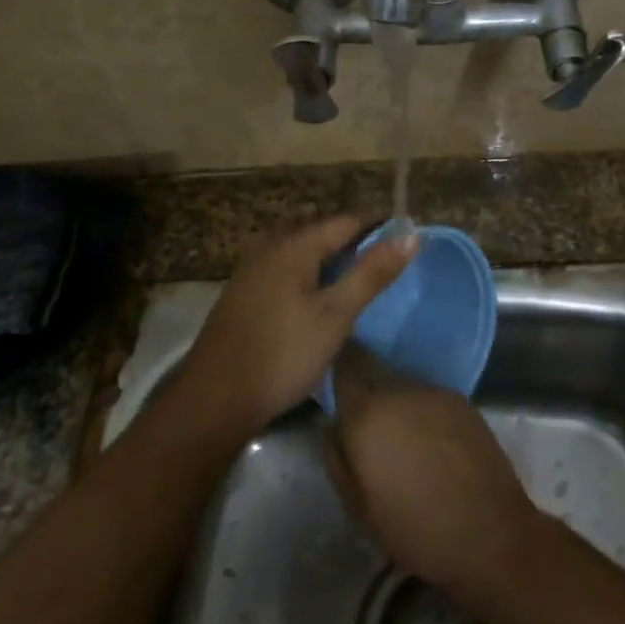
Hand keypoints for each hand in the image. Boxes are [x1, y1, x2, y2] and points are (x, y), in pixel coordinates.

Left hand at [182, 216, 415, 434]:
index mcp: (294, 245)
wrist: (213, 402)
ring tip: (360, 284)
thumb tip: (411, 234)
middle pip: (323, 234)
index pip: (347, 221)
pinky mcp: (242, 294)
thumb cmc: (282, 354)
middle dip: (355, 244)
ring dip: (332, 263)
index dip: (379, 229)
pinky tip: (319, 302)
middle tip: (387, 267)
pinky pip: (286, 271)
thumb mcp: (336, 315)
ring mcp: (251, 270)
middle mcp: (270, 247)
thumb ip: (372, 273)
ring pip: (303, 253)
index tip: (406, 243)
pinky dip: (309, 277)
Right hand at [325, 344, 542, 602]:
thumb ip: (337, 459)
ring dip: (396, 405)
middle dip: (367, 393)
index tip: (333, 380)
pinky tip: (431, 444)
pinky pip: (429, 399)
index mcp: (368, 413)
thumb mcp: (359, 508)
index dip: (338, 367)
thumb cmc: (414, 528)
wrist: (488, 532)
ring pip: (403, 387)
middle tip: (367, 428)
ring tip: (402, 442)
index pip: (345, 365)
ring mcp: (435, 392)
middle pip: (375, 374)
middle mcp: (400, 390)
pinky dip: (423, 413)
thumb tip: (331, 424)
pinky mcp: (462, 400)